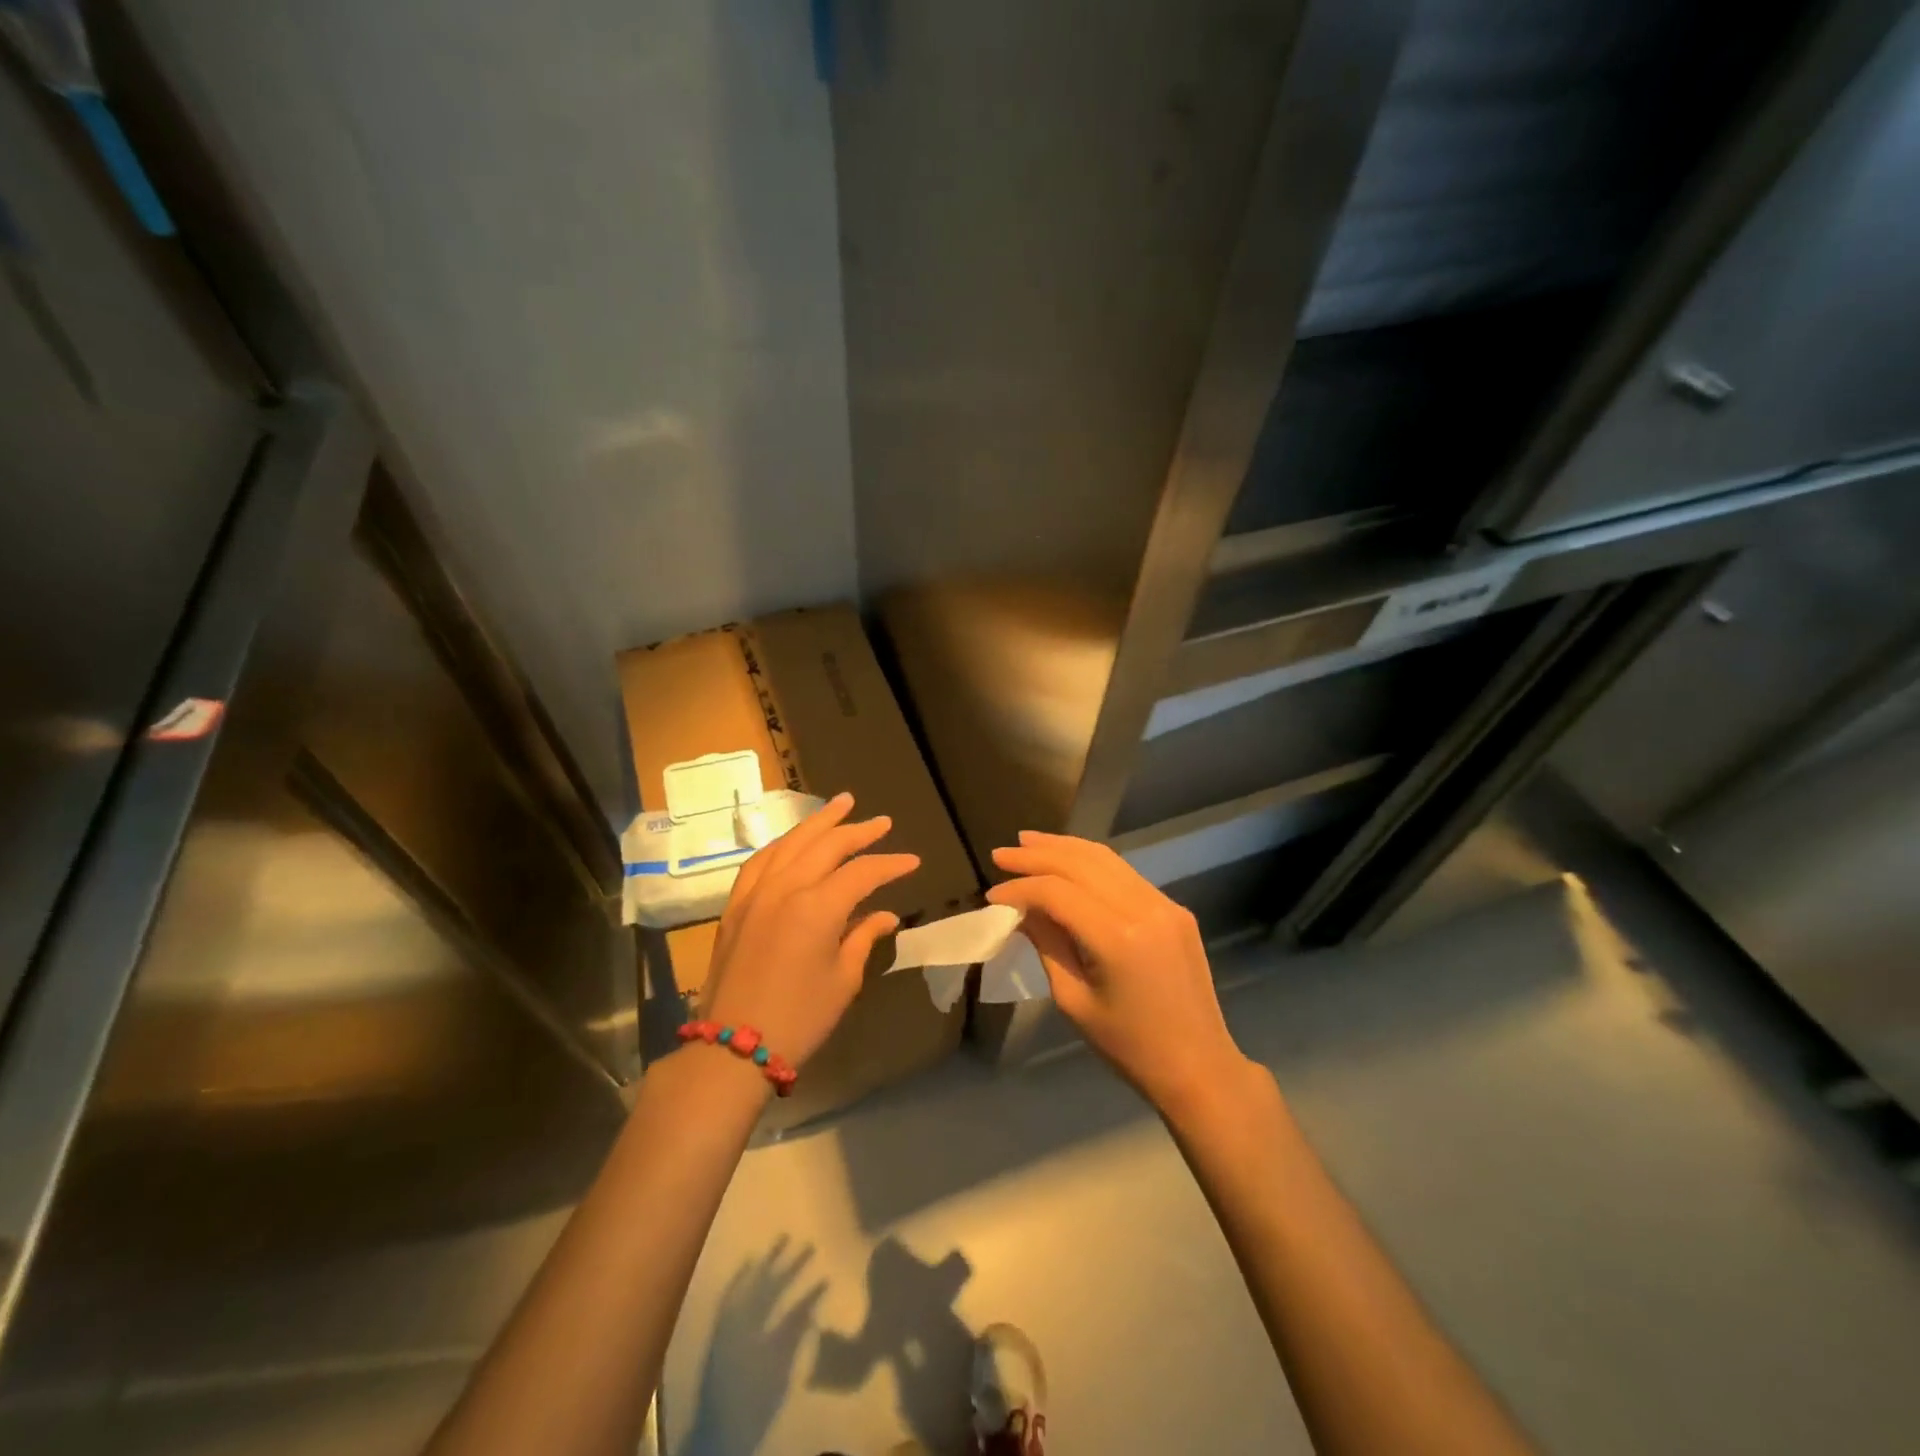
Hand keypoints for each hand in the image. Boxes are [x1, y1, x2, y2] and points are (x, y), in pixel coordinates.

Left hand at [699, 792, 918, 1070]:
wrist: (732, 1048)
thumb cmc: (799, 1018)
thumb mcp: (843, 980)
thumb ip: (863, 938)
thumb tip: (884, 915)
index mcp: (817, 907)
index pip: (862, 872)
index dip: (890, 865)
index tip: (913, 863)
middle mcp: (786, 888)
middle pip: (827, 845)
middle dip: (858, 830)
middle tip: (883, 822)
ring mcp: (756, 892)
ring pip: (791, 842)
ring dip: (819, 822)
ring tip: (841, 804)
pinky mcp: (736, 905)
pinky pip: (761, 860)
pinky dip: (783, 844)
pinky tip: (794, 840)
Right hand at [988, 831, 1247, 1110]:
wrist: (1199, 1066)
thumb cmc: (1129, 1047)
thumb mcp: (1074, 1001)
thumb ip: (1047, 945)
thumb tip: (1021, 910)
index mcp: (1118, 938)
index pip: (1057, 892)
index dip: (1021, 889)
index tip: (993, 896)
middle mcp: (1144, 908)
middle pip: (1081, 863)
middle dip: (1037, 855)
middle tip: (1001, 854)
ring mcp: (1164, 904)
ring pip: (1105, 859)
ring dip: (1064, 848)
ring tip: (1029, 842)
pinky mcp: (1174, 908)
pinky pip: (1125, 874)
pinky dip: (1091, 863)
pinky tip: (1068, 862)